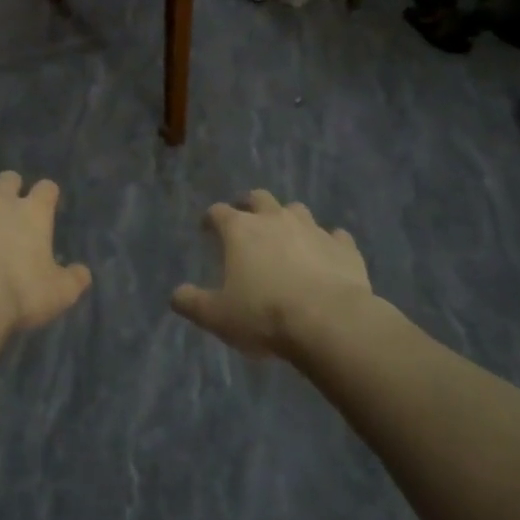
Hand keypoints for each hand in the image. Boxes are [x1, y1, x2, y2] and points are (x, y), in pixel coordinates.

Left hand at [0, 172, 92, 336]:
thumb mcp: (61, 293)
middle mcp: (0, 202)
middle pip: (8, 178)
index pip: (47, 188)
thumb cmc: (21, 295)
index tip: (46, 208)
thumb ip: (75, 279)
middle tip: (9, 212)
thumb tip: (82, 272)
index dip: (47, 196)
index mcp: (33, 213)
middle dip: (10, 189)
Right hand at [171, 190, 374, 355]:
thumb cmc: (264, 314)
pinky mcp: (343, 247)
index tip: (206, 229)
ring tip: (286, 238)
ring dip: (289, 220)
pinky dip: (328, 243)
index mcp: (240, 230)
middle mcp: (275, 219)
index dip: (210, 219)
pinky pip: (335, 237)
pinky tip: (327, 256)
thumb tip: (176, 295)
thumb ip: (192, 303)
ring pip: (297, 211)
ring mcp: (313, 229)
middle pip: (259, 198)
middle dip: (250, 205)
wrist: (329, 321)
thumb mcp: (217, 316)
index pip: (218, 212)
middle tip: (246, 221)